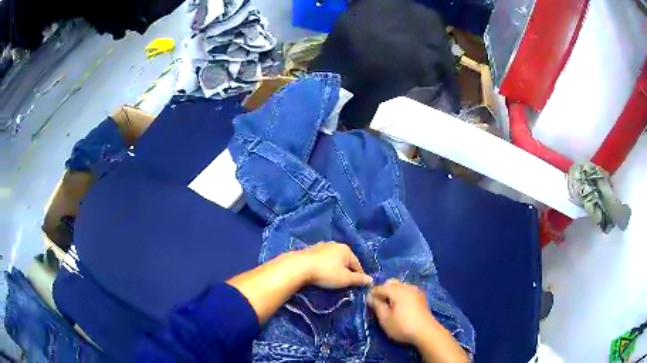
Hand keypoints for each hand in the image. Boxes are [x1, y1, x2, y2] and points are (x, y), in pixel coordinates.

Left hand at [300, 242, 372, 288]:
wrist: (299, 266)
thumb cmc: (326, 272)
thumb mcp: (345, 279)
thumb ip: (359, 279)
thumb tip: (371, 280)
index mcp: (346, 250)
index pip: (358, 264)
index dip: (360, 276)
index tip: (359, 286)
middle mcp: (335, 245)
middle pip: (346, 260)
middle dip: (347, 271)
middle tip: (346, 283)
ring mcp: (322, 246)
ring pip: (334, 259)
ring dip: (335, 268)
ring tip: (333, 279)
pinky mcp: (311, 250)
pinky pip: (323, 259)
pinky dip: (325, 266)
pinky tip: (322, 272)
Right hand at [366, 279, 438, 344]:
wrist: (426, 332)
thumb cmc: (402, 326)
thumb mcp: (385, 319)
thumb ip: (376, 305)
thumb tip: (369, 297)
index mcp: (397, 290)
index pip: (379, 287)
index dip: (372, 295)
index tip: (368, 305)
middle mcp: (407, 286)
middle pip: (390, 283)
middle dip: (383, 291)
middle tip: (379, 305)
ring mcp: (416, 291)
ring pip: (400, 286)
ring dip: (392, 293)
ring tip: (389, 307)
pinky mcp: (421, 297)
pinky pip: (407, 290)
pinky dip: (401, 295)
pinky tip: (400, 307)